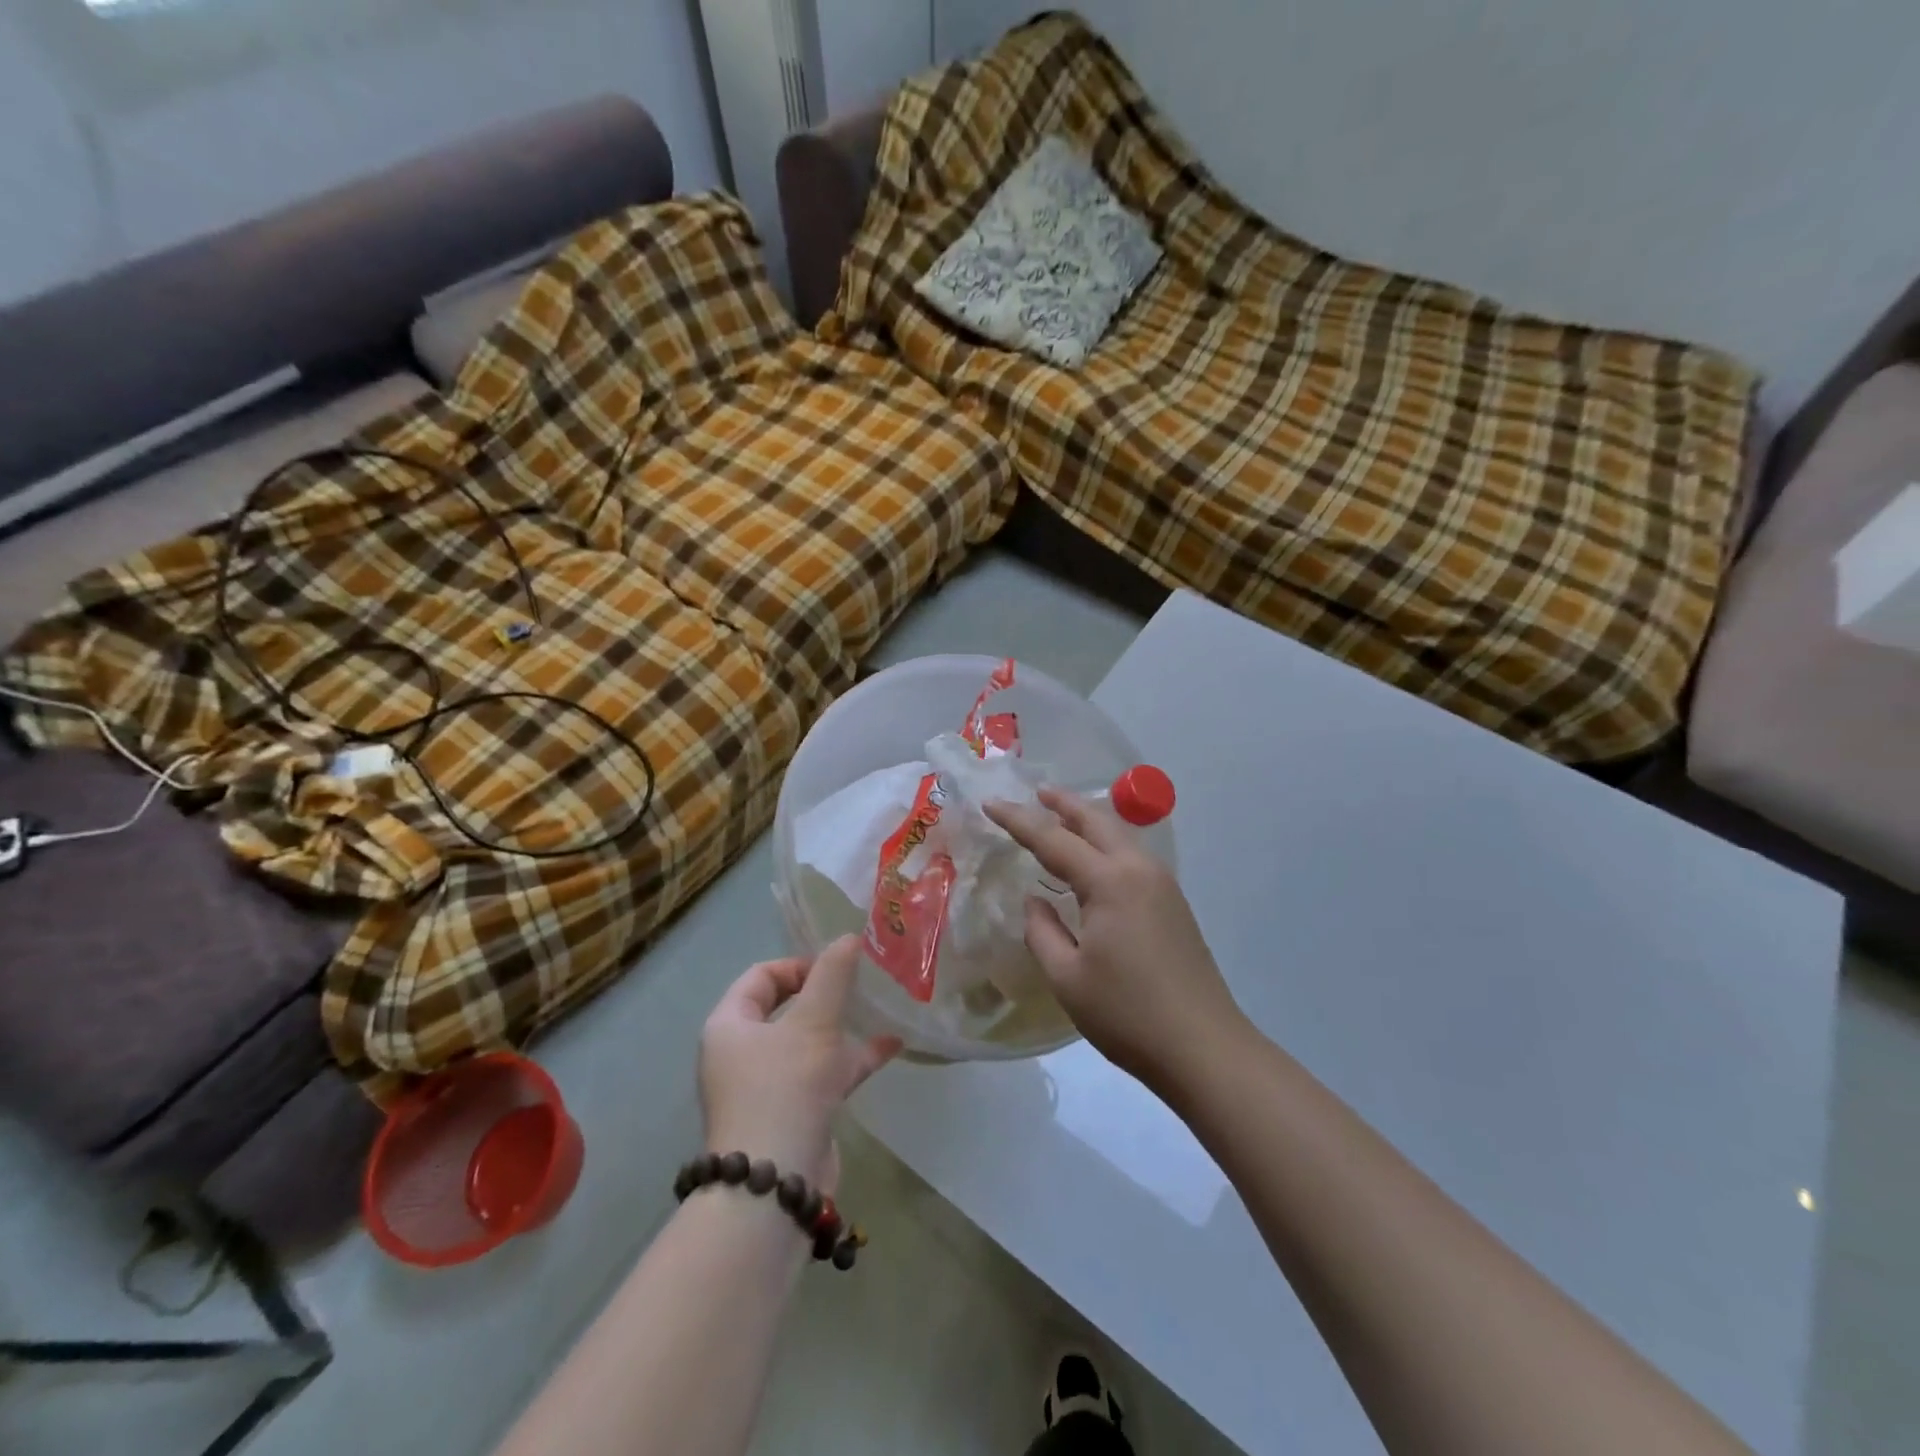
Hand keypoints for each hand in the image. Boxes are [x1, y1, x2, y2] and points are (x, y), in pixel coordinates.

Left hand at [699, 935, 901, 1192]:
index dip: (798, 965)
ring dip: (842, 1026)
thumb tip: (849, 936)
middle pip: (785, 1008)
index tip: (836, 967)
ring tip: (880, 1009)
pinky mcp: (794, 1112)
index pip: (760, 977)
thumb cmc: (784, 1089)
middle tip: (861, 983)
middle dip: (825, 994)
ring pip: (808, 1042)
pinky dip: (852, 1059)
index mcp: (730, 1025)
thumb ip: (833, 977)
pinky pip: (823, 1073)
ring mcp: (768, 1086)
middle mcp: (742, 1053)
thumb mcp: (812, 1024)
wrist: (774, 1187)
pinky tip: (891, 1047)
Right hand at [987, 788, 1244, 1087]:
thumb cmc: (1127, 1014)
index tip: (991, 803)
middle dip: (1064, 803)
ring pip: (1119, 836)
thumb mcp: (1067, 977)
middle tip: (1036, 792)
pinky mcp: (1173, 905)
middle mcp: (1139, 870)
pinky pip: (1132, 857)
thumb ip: (1042, 931)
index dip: (1019, 820)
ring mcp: (1162, 886)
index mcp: (1110, 882)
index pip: (1054, 840)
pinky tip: (1092, 862)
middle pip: (1097, 821)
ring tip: (1060, 819)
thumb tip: (1036, 901)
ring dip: (1088, 822)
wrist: (1204, 1048)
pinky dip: (1105, 845)